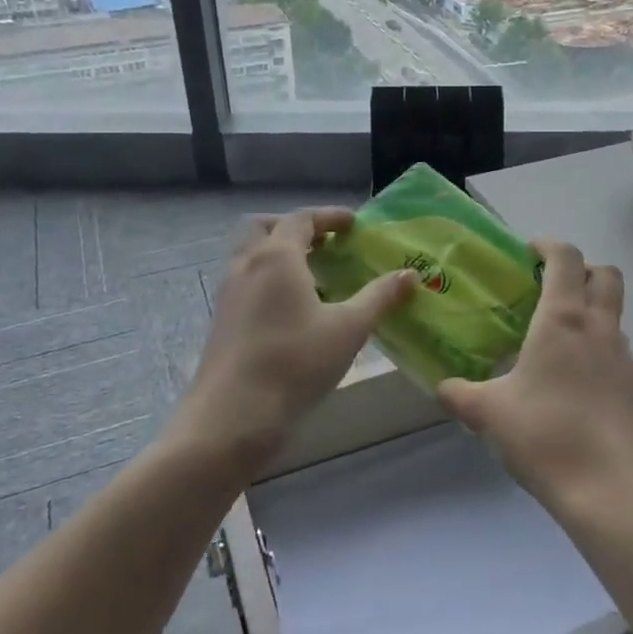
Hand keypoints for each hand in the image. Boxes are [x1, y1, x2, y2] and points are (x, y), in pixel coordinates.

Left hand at [186, 208, 414, 469]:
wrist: (232, 416)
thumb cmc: (295, 363)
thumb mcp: (349, 329)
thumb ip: (380, 297)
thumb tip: (410, 274)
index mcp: (277, 257)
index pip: (301, 219)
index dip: (328, 216)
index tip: (353, 223)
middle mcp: (247, 266)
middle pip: (265, 228)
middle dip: (295, 228)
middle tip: (324, 242)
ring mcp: (229, 294)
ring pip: (251, 256)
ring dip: (279, 254)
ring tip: (313, 276)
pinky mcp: (222, 321)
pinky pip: (246, 282)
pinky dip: (268, 279)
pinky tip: (293, 310)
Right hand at [436, 241, 632, 519]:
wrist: (610, 490)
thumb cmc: (545, 437)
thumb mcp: (488, 414)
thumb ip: (460, 394)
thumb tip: (444, 387)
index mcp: (563, 319)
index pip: (566, 257)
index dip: (549, 245)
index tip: (528, 252)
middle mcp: (599, 327)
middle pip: (605, 274)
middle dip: (581, 270)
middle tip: (549, 288)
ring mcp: (624, 357)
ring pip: (614, 313)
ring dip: (591, 310)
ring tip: (557, 339)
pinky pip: (617, 350)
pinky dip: (599, 348)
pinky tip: (574, 382)